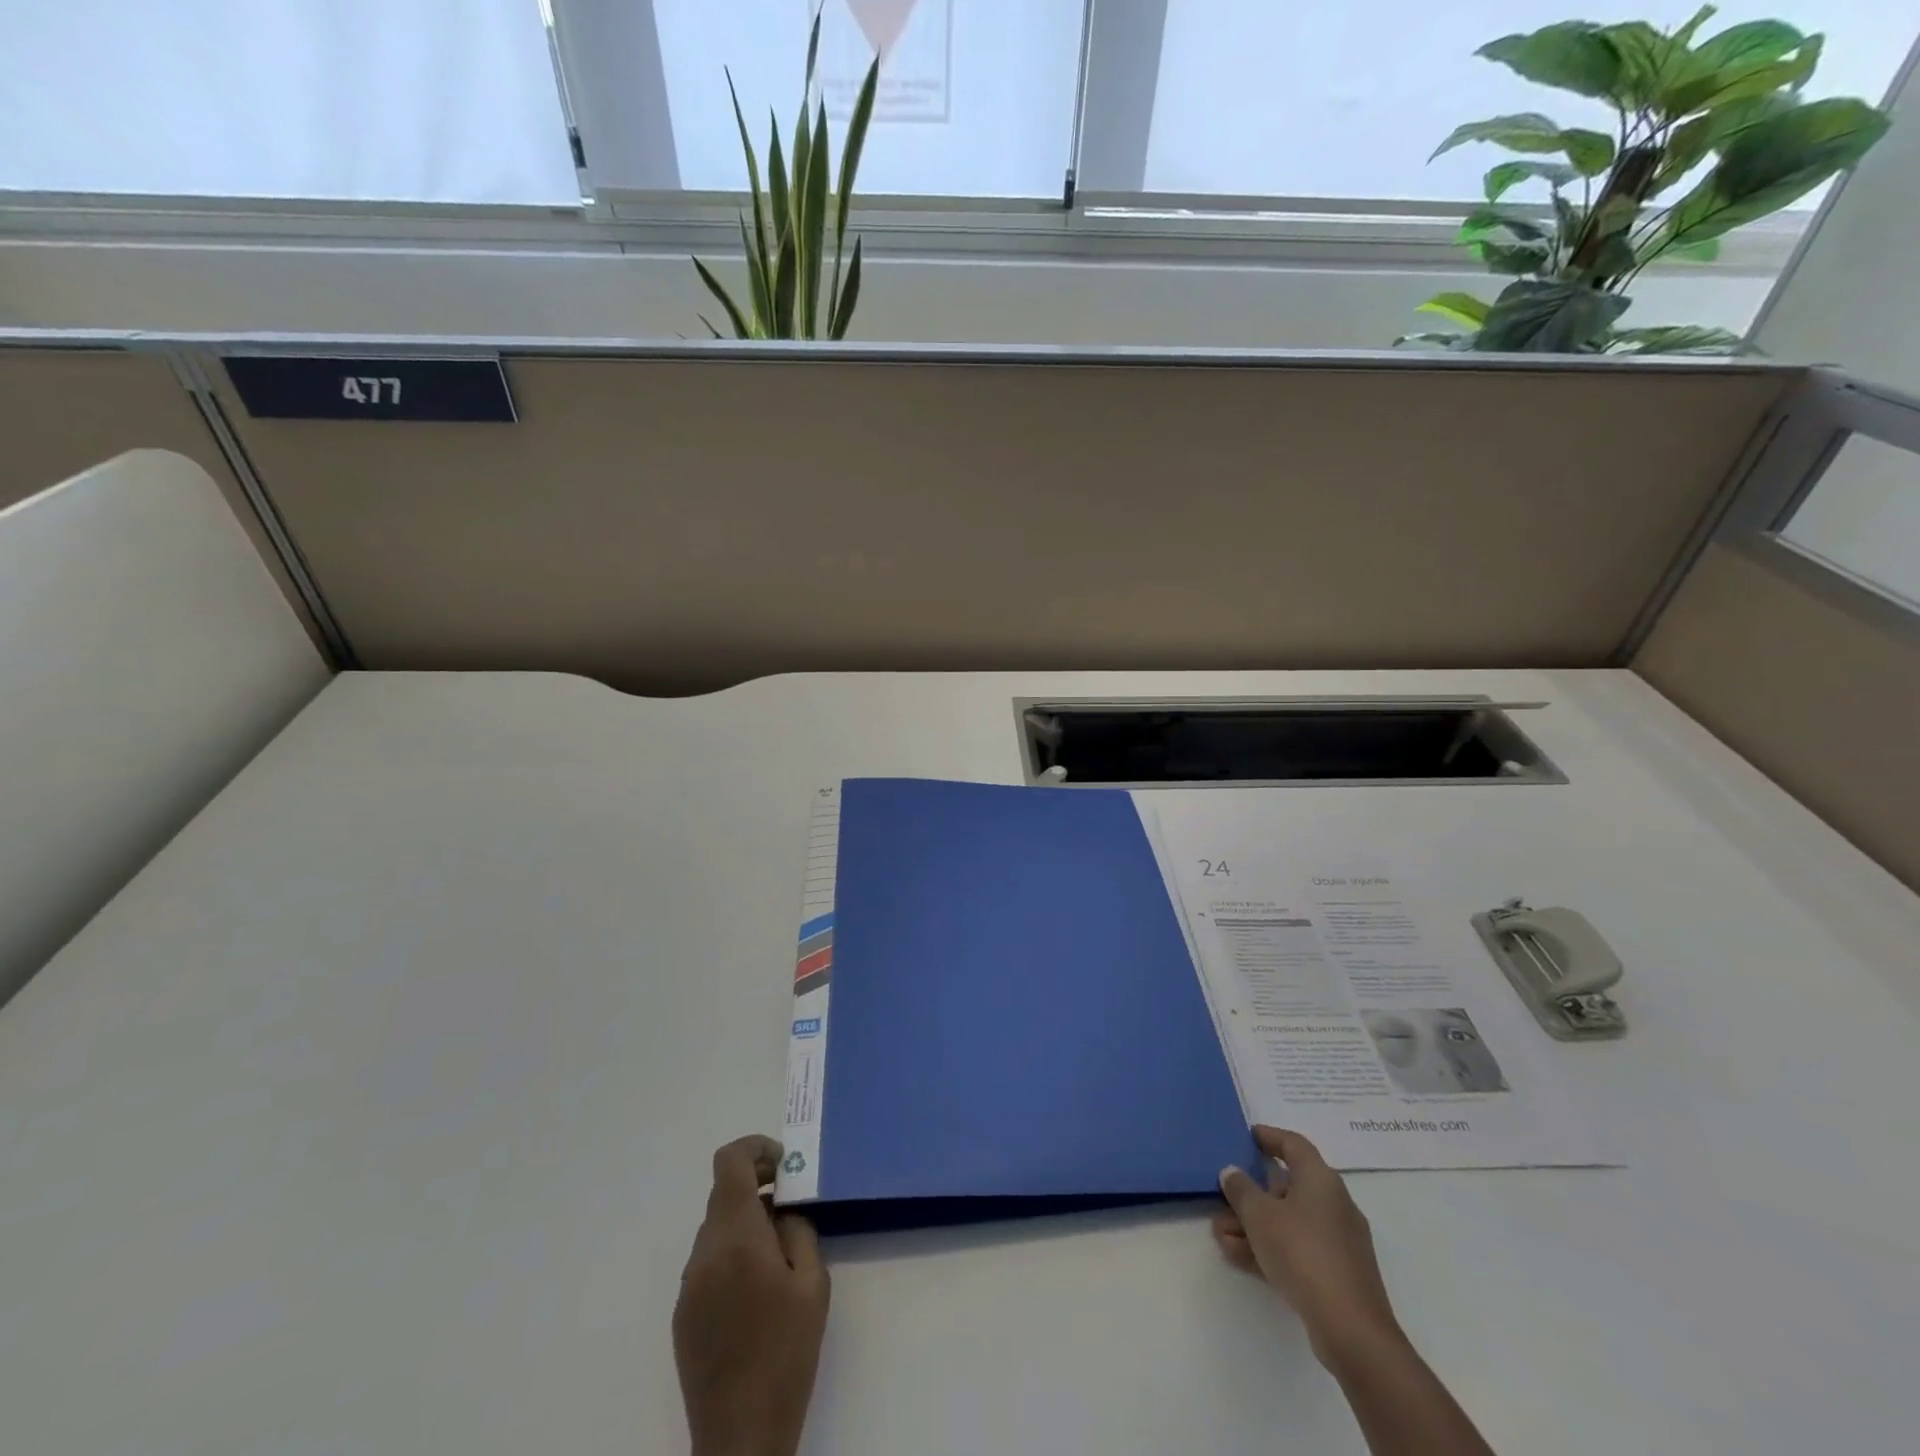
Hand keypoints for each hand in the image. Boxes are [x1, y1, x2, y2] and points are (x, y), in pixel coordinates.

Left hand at [674, 1136, 830, 1455]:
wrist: (741, 1437)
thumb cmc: (786, 1354)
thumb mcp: (813, 1283)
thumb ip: (799, 1231)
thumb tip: (782, 1212)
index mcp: (735, 1237)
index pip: (730, 1162)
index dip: (756, 1149)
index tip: (784, 1165)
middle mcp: (703, 1253)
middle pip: (724, 1194)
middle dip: (757, 1189)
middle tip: (791, 1209)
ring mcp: (688, 1285)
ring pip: (716, 1229)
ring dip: (745, 1223)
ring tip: (778, 1256)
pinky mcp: (682, 1314)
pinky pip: (708, 1262)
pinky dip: (732, 1254)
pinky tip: (756, 1292)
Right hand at [1213, 1126, 1402, 1366]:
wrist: (1351, 1330)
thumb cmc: (1302, 1253)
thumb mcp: (1259, 1215)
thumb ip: (1240, 1189)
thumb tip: (1232, 1172)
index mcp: (1321, 1179)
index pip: (1293, 1145)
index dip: (1269, 1137)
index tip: (1247, 1136)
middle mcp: (1334, 1203)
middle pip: (1287, 1187)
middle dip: (1250, 1194)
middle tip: (1222, 1198)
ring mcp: (1338, 1241)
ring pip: (1288, 1221)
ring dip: (1253, 1225)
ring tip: (1220, 1234)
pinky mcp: (1338, 1273)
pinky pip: (1297, 1248)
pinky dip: (1270, 1247)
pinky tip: (1238, 1256)